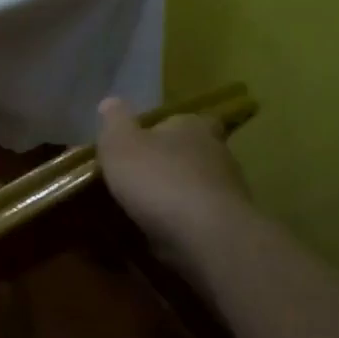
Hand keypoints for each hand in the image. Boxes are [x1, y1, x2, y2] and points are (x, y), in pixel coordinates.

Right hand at [96, 98, 250, 255]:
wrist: (205, 236)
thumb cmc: (158, 179)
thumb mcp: (120, 144)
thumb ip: (114, 122)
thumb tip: (110, 101)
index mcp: (193, 126)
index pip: (183, 119)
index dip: (163, 129)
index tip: (141, 142)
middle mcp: (217, 152)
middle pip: (189, 152)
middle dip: (166, 163)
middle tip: (136, 176)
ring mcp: (227, 190)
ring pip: (194, 185)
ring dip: (173, 194)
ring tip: (142, 208)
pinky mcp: (228, 224)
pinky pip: (198, 216)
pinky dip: (180, 221)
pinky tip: (158, 231)